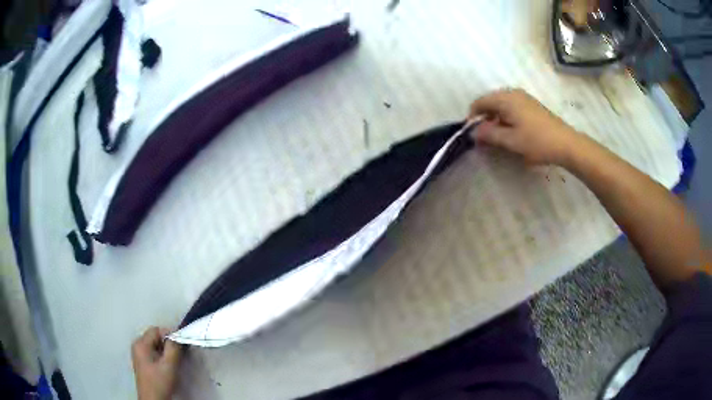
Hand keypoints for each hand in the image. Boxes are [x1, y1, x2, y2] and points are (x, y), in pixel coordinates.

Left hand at [132, 327, 183, 399]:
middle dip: (168, 343)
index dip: (169, 335)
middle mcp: (137, 346)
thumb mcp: (169, 365)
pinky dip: (161, 356)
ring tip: (174, 361)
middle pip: (155, 337)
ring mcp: (138, 354)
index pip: (156, 330)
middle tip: (179, 354)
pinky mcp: (142, 362)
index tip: (181, 345)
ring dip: (165, 351)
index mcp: (141, 344)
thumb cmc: (160, 382)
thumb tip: (177, 335)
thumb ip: (173, 348)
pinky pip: (153, 352)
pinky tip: (167, 366)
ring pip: (155, 345)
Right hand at [469, 89, 580, 165]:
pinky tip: (511, 132)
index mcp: (505, 98)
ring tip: (497, 137)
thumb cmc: (537, 141)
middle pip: (490, 102)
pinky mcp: (532, 106)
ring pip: (501, 105)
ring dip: (495, 119)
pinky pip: (512, 108)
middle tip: (484, 138)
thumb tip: (473, 132)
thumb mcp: (510, 141)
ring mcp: (524, 98)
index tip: (472, 134)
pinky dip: (506, 118)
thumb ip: (489, 135)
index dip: (472, 117)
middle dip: (484, 119)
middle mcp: (513, 93)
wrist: (566, 143)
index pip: (480, 102)